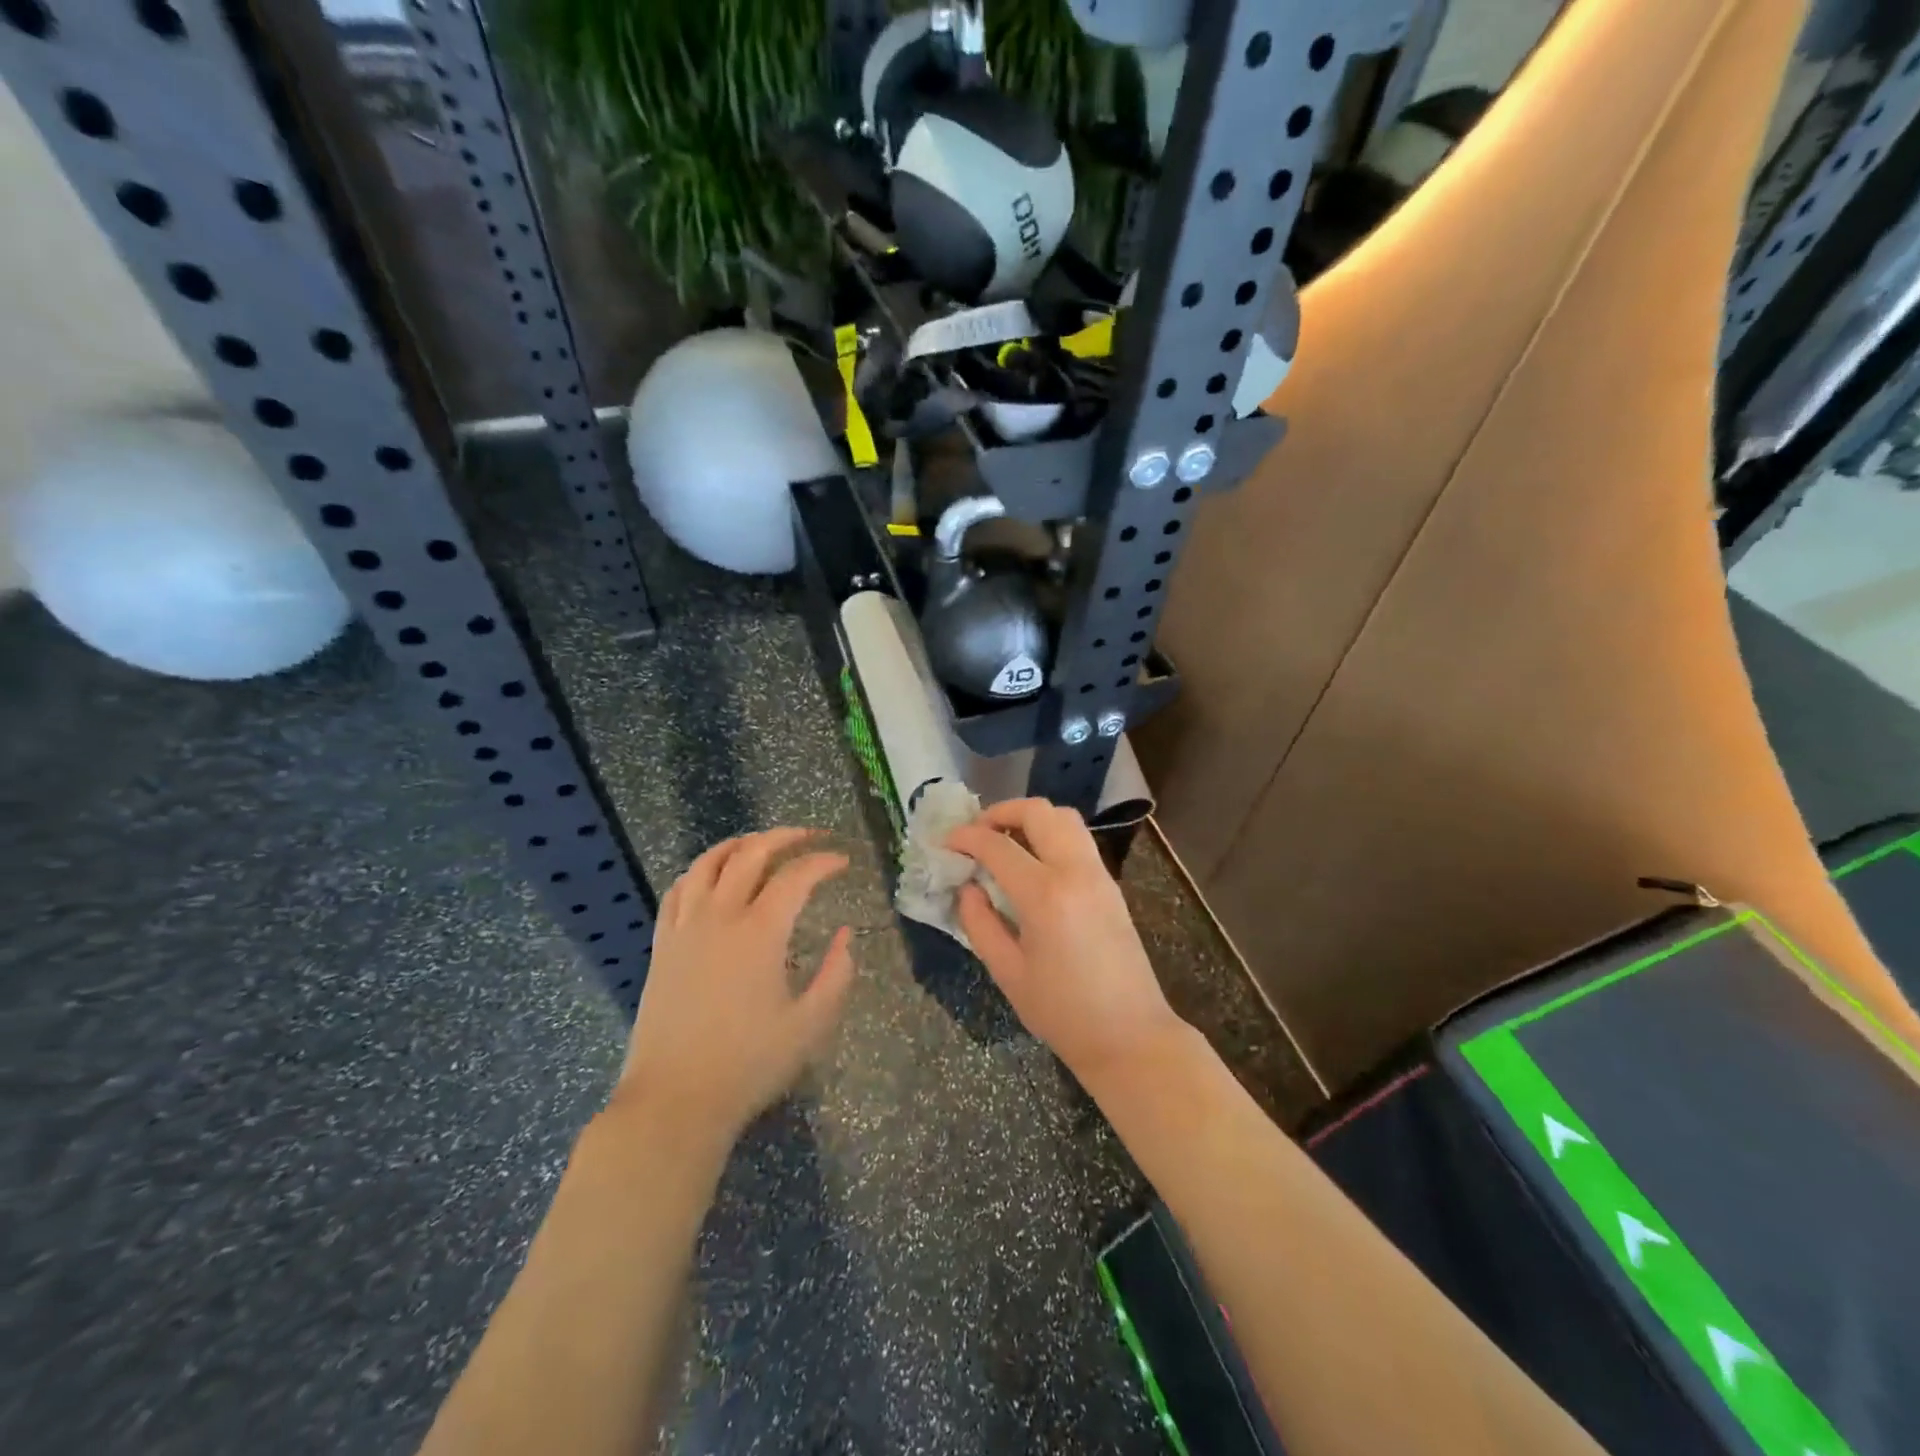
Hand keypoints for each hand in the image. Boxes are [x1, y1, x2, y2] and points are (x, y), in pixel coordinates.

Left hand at [613, 828, 854, 1146]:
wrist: (675, 1100)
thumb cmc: (749, 1064)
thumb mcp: (811, 1025)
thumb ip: (836, 974)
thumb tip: (846, 935)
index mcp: (760, 933)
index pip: (796, 877)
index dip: (823, 862)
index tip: (842, 862)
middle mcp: (720, 917)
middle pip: (751, 854)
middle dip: (784, 837)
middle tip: (809, 836)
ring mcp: (685, 928)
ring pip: (708, 863)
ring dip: (738, 844)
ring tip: (760, 842)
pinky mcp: (662, 945)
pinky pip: (677, 890)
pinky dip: (698, 871)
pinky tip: (710, 876)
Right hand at [947, 800, 1186, 1084]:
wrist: (1130, 1035)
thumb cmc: (1062, 1012)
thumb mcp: (1008, 973)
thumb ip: (980, 923)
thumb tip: (968, 889)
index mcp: (1044, 895)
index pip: (997, 845)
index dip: (966, 837)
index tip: (946, 842)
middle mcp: (1075, 871)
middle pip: (1038, 811)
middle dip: (1001, 812)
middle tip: (976, 832)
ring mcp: (1098, 874)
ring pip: (1064, 818)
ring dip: (1030, 818)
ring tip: (1004, 841)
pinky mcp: (1110, 884)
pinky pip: (1078, 839)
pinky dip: (1051, 834)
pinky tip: (1032, 861)